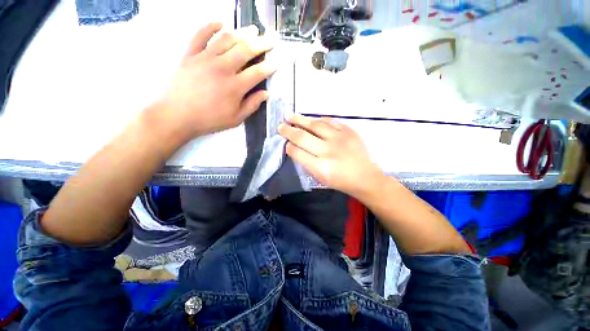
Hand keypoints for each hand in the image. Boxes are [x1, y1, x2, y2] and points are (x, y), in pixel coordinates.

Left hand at [157, 23, 275, 140]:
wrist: (177, 115)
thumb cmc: (209, 119)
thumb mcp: (236, 118)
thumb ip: (252, 105)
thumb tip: (266, 94)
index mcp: (235, 87)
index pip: (257, 73)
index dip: (269, 67)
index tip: (276, 63)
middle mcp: (222, 68)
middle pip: (245, 51)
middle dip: (261, 44)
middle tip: (270, 39)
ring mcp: (205, 58)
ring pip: (226, 39)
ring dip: (242, 33)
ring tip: (252, 29)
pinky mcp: (190, 54)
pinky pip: (200, 35)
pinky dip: (210, 26)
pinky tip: (220, 22)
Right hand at [278, 115, 382, 197]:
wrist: (364, 176)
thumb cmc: (340, 180)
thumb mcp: (320, 178)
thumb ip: (306, 163)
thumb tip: (294, 148)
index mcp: (320, 167)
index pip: (297, 152)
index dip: (288, 147)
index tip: (285, 143)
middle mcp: (328, 151)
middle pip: (302, 137)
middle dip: (288, 131)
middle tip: (280, 126)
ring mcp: (339, 139)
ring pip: (315, 125)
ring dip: (300, 120)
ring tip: (290, 116)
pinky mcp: (349, 131)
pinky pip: (329, 121)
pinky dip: (318, 120)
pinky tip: (310, 119)